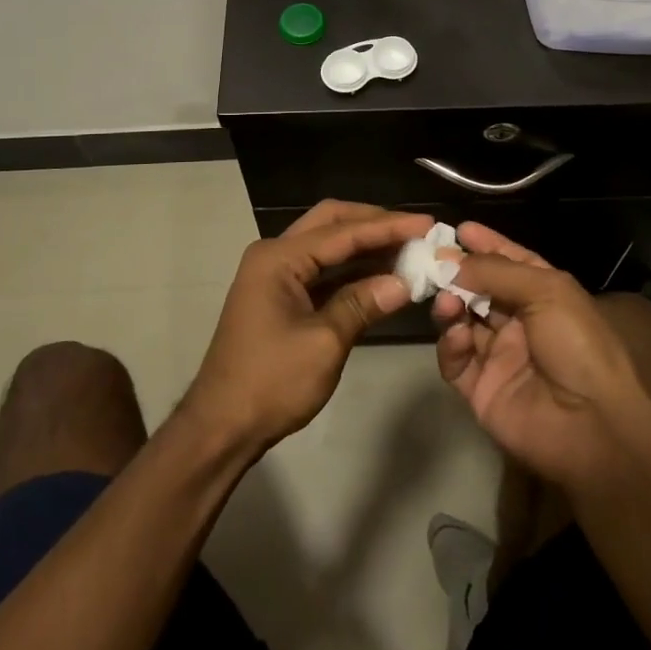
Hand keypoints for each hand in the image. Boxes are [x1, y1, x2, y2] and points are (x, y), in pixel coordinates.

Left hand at [182, 201, 432, 453]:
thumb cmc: (271, 382)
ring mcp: (276, 276)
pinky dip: (353, 272)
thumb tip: (405, 282)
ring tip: (409, 250)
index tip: (428, 224)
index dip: (388, 226)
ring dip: (366, 247)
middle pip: (332, 223)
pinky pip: (323, 272)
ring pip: (328, 247)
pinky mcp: (282, 297)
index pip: (343, 232)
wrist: (222, 426)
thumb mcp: (324, 342)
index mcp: (279, 258)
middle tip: (417, 231)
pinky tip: (384, 277)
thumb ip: (363, 304)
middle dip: (374, 224)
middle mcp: (275, 256)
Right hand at [432, 224, 650, 486]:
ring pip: (461, 321)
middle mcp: (519, 322)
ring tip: (445, 300)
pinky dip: (450, 344)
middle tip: (432, 261)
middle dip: (457, 273)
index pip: (510, 262)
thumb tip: (453, 261)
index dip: (487, 244)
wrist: (592, 424)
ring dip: (450, 305)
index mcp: (543, 296)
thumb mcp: (547, 291)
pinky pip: (456, 361)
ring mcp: (498, 356)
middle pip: (479, 290)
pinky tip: (456, 334)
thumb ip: (497, 271)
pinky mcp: (480, 389)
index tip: (459, 229)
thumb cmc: (577, 344)